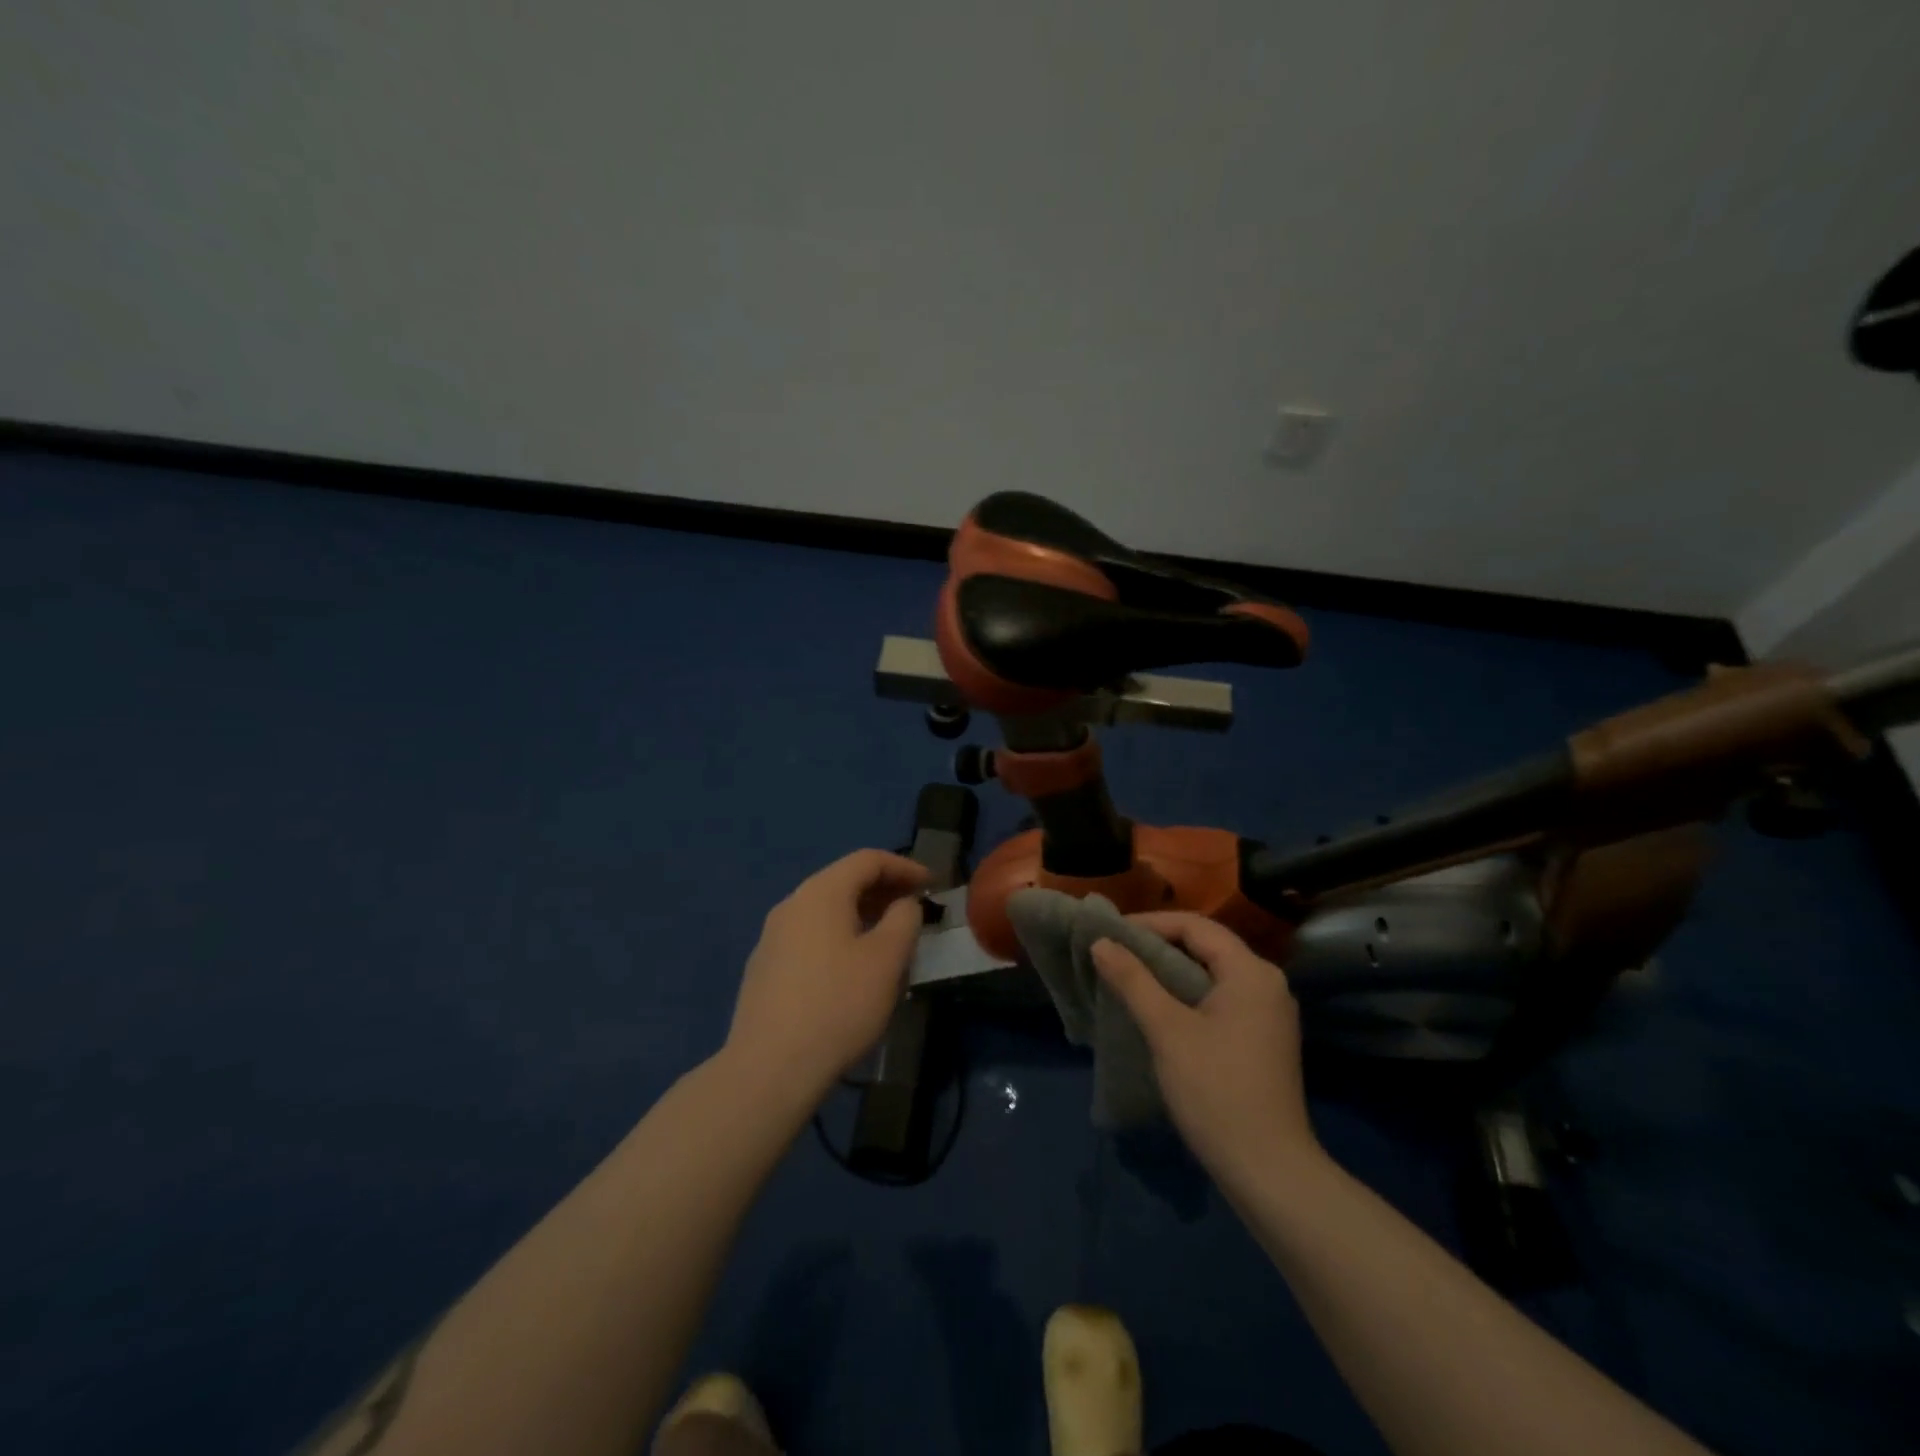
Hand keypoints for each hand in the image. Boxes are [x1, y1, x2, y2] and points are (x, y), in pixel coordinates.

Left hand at [723, 849, 931, 1102]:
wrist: (770, 1068)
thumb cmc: (838, 1005)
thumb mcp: (887, 959)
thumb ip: (904, 919)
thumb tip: (904, 904)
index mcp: (820, 893)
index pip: (867, 860)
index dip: (904, 867)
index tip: (932, 885)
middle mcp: (791, 905)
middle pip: (843, 882)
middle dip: (884, 891)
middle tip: (915, 910)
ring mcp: (772, 937)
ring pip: (826, 912)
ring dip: (863, 916)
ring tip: (890, 940)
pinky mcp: (764, 969)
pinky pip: (811, 937)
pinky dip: (840, 937)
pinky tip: (853, 970)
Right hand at [1091, 913, 1319, 1178]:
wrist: (1268, 1171)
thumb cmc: (1216, 1090)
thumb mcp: (1167, 1030)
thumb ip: (1133, 980)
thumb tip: (1101, 942)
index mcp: (1251, 972)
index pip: (1195, 926)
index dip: (1150, 923)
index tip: (1111, 932)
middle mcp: (1267, 983)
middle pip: (1206, 946)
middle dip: (1158, 945)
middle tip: (1115, 951)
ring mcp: (1269, 1014)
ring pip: (1212, 974)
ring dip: (1170, 971)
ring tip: (1129, 976)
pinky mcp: (1263, 1039)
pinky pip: (1220, 998)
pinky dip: (1187, 994)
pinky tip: (1159, 1008)